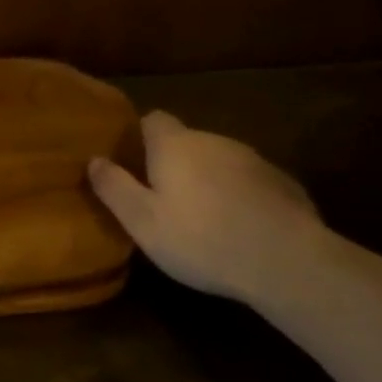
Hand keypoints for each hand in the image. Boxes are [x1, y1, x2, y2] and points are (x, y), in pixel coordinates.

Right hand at [88, 111, 327, 306]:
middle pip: (186, 141)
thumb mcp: (143, 222)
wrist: (288, 262)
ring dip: (208, 180)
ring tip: (204, 219)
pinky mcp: (283, 183)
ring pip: (219, 161)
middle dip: (174, 163)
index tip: (134, 164)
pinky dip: (240, 196)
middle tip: (164, 200)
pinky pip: (249, 182)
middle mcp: (213, 140)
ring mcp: (253, 159)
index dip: (141, 137)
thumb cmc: (202, 240)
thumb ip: (114, 187)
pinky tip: (241, 228)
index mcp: (175, 145)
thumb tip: (94, 160)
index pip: (152, 119)